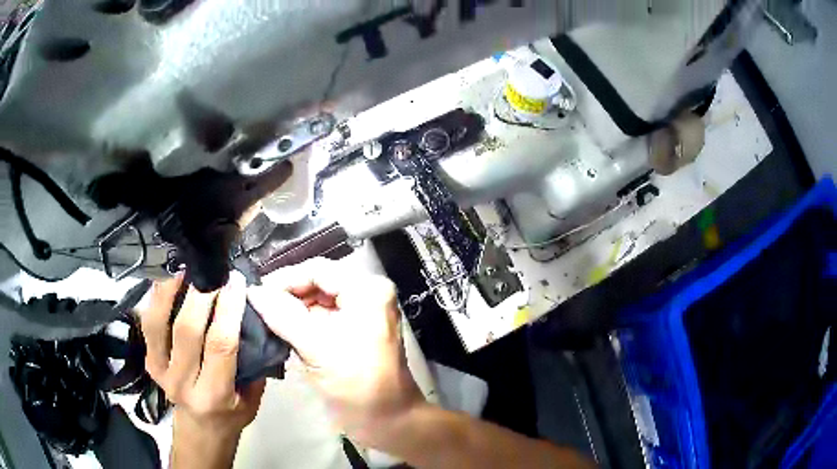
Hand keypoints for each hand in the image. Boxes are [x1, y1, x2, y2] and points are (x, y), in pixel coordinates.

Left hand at [139, 272, 264, 467]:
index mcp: (214, 395)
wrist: (200, 429)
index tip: (237, 281)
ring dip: (170, 290)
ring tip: (185, 266)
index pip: (220, 346)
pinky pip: (148, 323)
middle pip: (187, 330)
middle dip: (202, 293)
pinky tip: (168, 279)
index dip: (228, 310)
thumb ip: (252, 360)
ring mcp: (159, 371)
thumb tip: (252, 314)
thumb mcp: (252, 397)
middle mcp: (182, 383)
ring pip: (158, 322)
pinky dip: (157, 298)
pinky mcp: (148, 361)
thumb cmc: (232, 414)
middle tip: (213, 268)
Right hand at [248, 258, 422, 446]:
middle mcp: (368, 294)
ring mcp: (364, 312)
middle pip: (318, 283)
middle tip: (259, 309)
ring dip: (294, 310)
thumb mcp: (316, 347)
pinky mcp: (357, 330)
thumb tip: (252, 291)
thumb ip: (282, 316)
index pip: (317, 270)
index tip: (256, 294)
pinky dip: (304, 323)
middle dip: (288, 295)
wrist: (388, 421)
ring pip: (319, 300)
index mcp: (367, 290)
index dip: (284, 279)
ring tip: (267, 321)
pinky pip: (325, 317)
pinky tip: (285, 332)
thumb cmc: (356, 385)